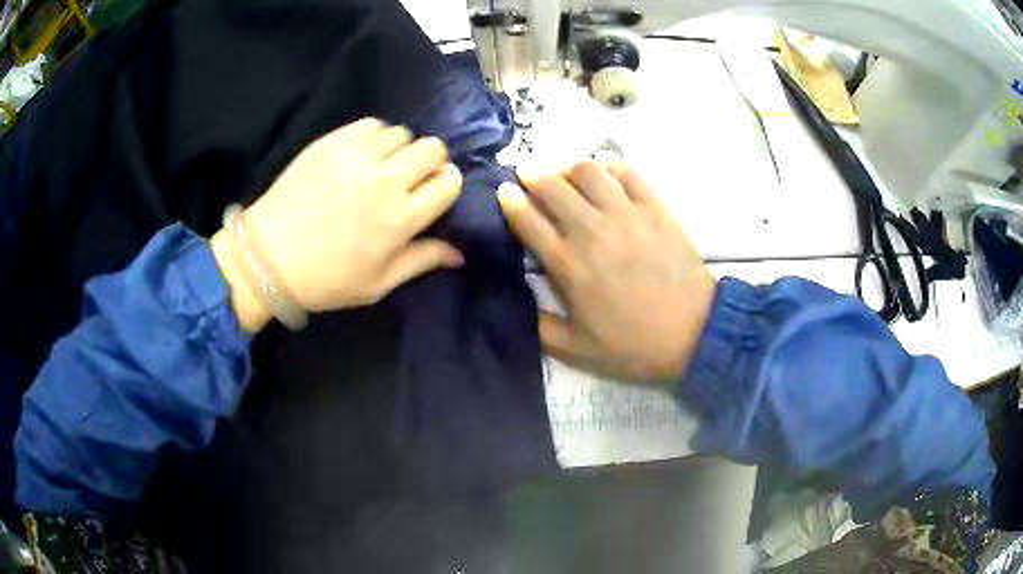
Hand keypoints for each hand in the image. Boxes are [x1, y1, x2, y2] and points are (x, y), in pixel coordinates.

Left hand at [212, 118, 463, 331]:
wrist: (268, 258)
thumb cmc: (326, 279)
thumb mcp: (378, 284)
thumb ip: (422, 261)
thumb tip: (460, 253)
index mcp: (401, 218)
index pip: (448, 182)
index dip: (447, 185)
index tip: (434, 193)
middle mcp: (386, 180)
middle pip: (433, 149)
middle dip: (431, 162)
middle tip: (412, 177)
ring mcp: (357, 156)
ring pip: (403, 133)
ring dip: (401, 149)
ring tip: (383, 166)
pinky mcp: (333, 142)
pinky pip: (371, 125)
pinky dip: (375, 136)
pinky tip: (362, 155)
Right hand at [498, 161, 715, 383]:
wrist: (694, 334)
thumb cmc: (633, 344)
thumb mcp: (577, 349)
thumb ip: (539, 326)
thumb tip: (514, 303)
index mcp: (569, 265)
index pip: (528, 221)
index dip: (510, 201)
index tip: (504, 191)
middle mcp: (592, 231)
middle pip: (553, 186)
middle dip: (532, 174)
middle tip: (527, 173)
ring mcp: (626, 215)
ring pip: (588, 171)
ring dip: (567, 165)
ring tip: (563, 170)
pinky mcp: (655, 208)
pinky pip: (628, 172)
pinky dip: (610, 164)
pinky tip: (603, 168)